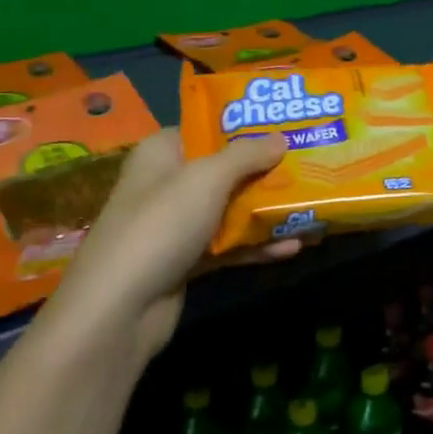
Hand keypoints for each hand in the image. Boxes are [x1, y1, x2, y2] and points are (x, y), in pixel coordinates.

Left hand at [47, 129, 300, 363]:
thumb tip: (280, 138)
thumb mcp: (207, 178)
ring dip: (267, 210)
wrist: (119, 309)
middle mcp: (167, 184)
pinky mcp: (186, 261)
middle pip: (224, 170)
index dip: (243, 125)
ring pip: (230, 209)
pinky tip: (294, 246)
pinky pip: (228, 245)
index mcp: (162, 152)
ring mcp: (176, 225)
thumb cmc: (161, 225)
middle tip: (310, 163)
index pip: (205, 127)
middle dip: (266, 170)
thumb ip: (246, 155)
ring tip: (312, 207)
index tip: (285, 124)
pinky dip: (257, 245)